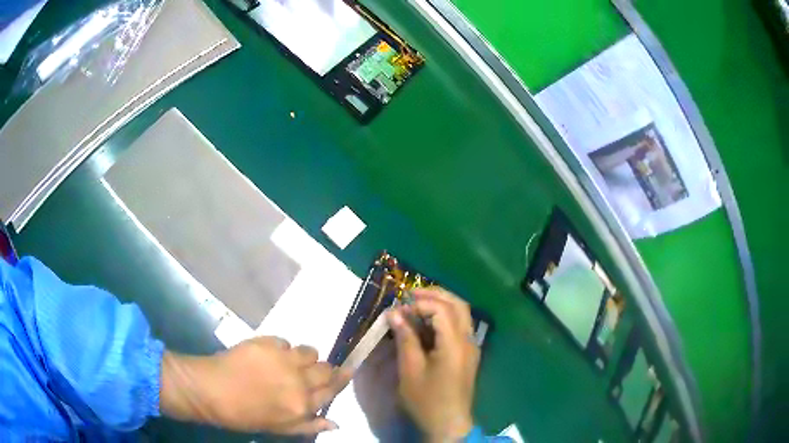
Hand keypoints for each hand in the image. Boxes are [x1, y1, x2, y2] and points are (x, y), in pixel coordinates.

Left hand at [160, 336, 350, 433]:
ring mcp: (283, 359)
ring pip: (310, 351)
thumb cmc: (244, 415)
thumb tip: (336, 423)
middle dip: (326, 369)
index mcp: (302, 405)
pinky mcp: (267, 342)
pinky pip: (286, 342)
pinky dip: (282, 349)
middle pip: (326, 369)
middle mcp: (298, 380)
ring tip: (292, 362)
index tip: (348, 371)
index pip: (332, 390)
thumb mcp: (279, 428)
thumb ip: (309, 425)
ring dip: (305, 357)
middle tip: (318, 370)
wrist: (210, 389)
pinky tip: (269, 356)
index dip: (341, 380)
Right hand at [388, 288, 478, 441]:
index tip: (400, 306)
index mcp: (455, 344)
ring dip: (441, 304)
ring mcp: (471, 347)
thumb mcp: (410, 370)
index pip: (442, 309)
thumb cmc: (427, 400)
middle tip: (410, 294)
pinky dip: (444, 318)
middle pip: (458, 305)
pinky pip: (460, 327)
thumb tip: (394, 313)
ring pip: (462, 314)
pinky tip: (427, 324)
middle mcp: (468, 341)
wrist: (449, 424)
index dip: (421, 302)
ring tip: (416, 305)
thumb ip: (405, 338)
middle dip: (435, 295)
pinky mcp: (468, 355)